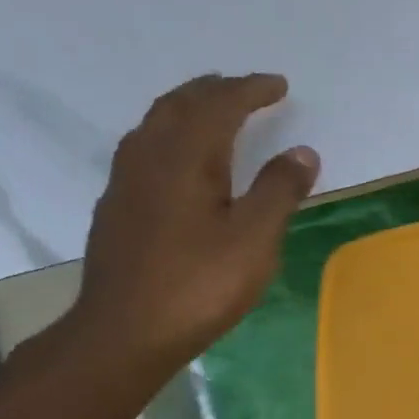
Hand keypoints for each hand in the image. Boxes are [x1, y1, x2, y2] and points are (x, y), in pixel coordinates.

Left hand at [70, 73, 318, 377]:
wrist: (124, 333)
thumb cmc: (198, 285)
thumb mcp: (254, 240)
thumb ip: (279, 191)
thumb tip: (302, 151)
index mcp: (186, 158)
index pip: (220, 106)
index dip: (251, 91)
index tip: (279, 85)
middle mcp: (149, 157)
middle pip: (180, 104)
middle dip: (215, 90)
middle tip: (245, 88)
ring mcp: (126, 183)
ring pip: (155, 124)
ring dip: (187, 107)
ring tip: (212, 111)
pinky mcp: (116, 208)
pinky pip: (143, 148)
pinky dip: (169, 135)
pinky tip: (178, 160)